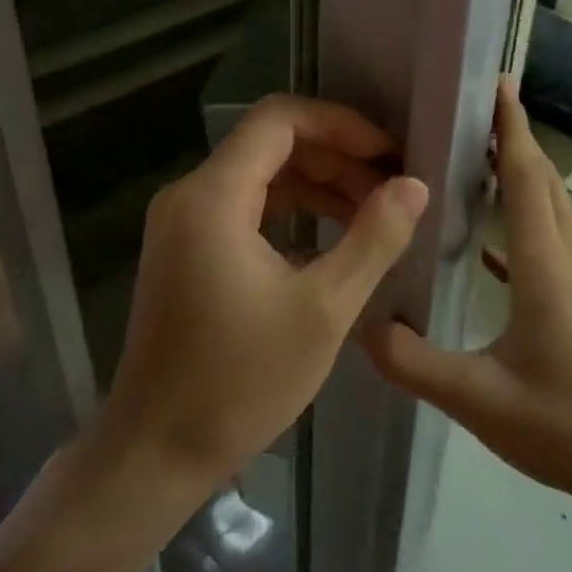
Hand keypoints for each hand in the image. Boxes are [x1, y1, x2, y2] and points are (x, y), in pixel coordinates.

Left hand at [98, 95, 428, 497]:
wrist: (157, 452)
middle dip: (337, 158)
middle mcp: (190, 195)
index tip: (388, 154)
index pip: (280, 120)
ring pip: (262, 177)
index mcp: (213, 196)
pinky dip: (293, 212)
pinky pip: (247, 208)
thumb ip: (374, 238)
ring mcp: (183, 223)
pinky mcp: (187, 250)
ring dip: (319, 186)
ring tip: (374, 213)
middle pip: (272, 145)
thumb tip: (414, 185)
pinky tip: (334, 241)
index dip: (341, 125)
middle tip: (391, 189)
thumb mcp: (324, 309)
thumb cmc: (241, 382)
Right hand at [360, 79, 571, 516]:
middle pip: (544, 181)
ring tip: (477, 158)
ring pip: (553, 206)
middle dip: (514, 138)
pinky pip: (553, 239)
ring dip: (523, 173)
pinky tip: (490, 238)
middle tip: (472, 112)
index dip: (512, 129)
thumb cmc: (568, 427)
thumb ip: (414, 363)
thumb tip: (360, 324)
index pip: (527, 178)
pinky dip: (524, 218)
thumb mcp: (480, 401)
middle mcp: (571, 258)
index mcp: (547, 266)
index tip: (497, 84)